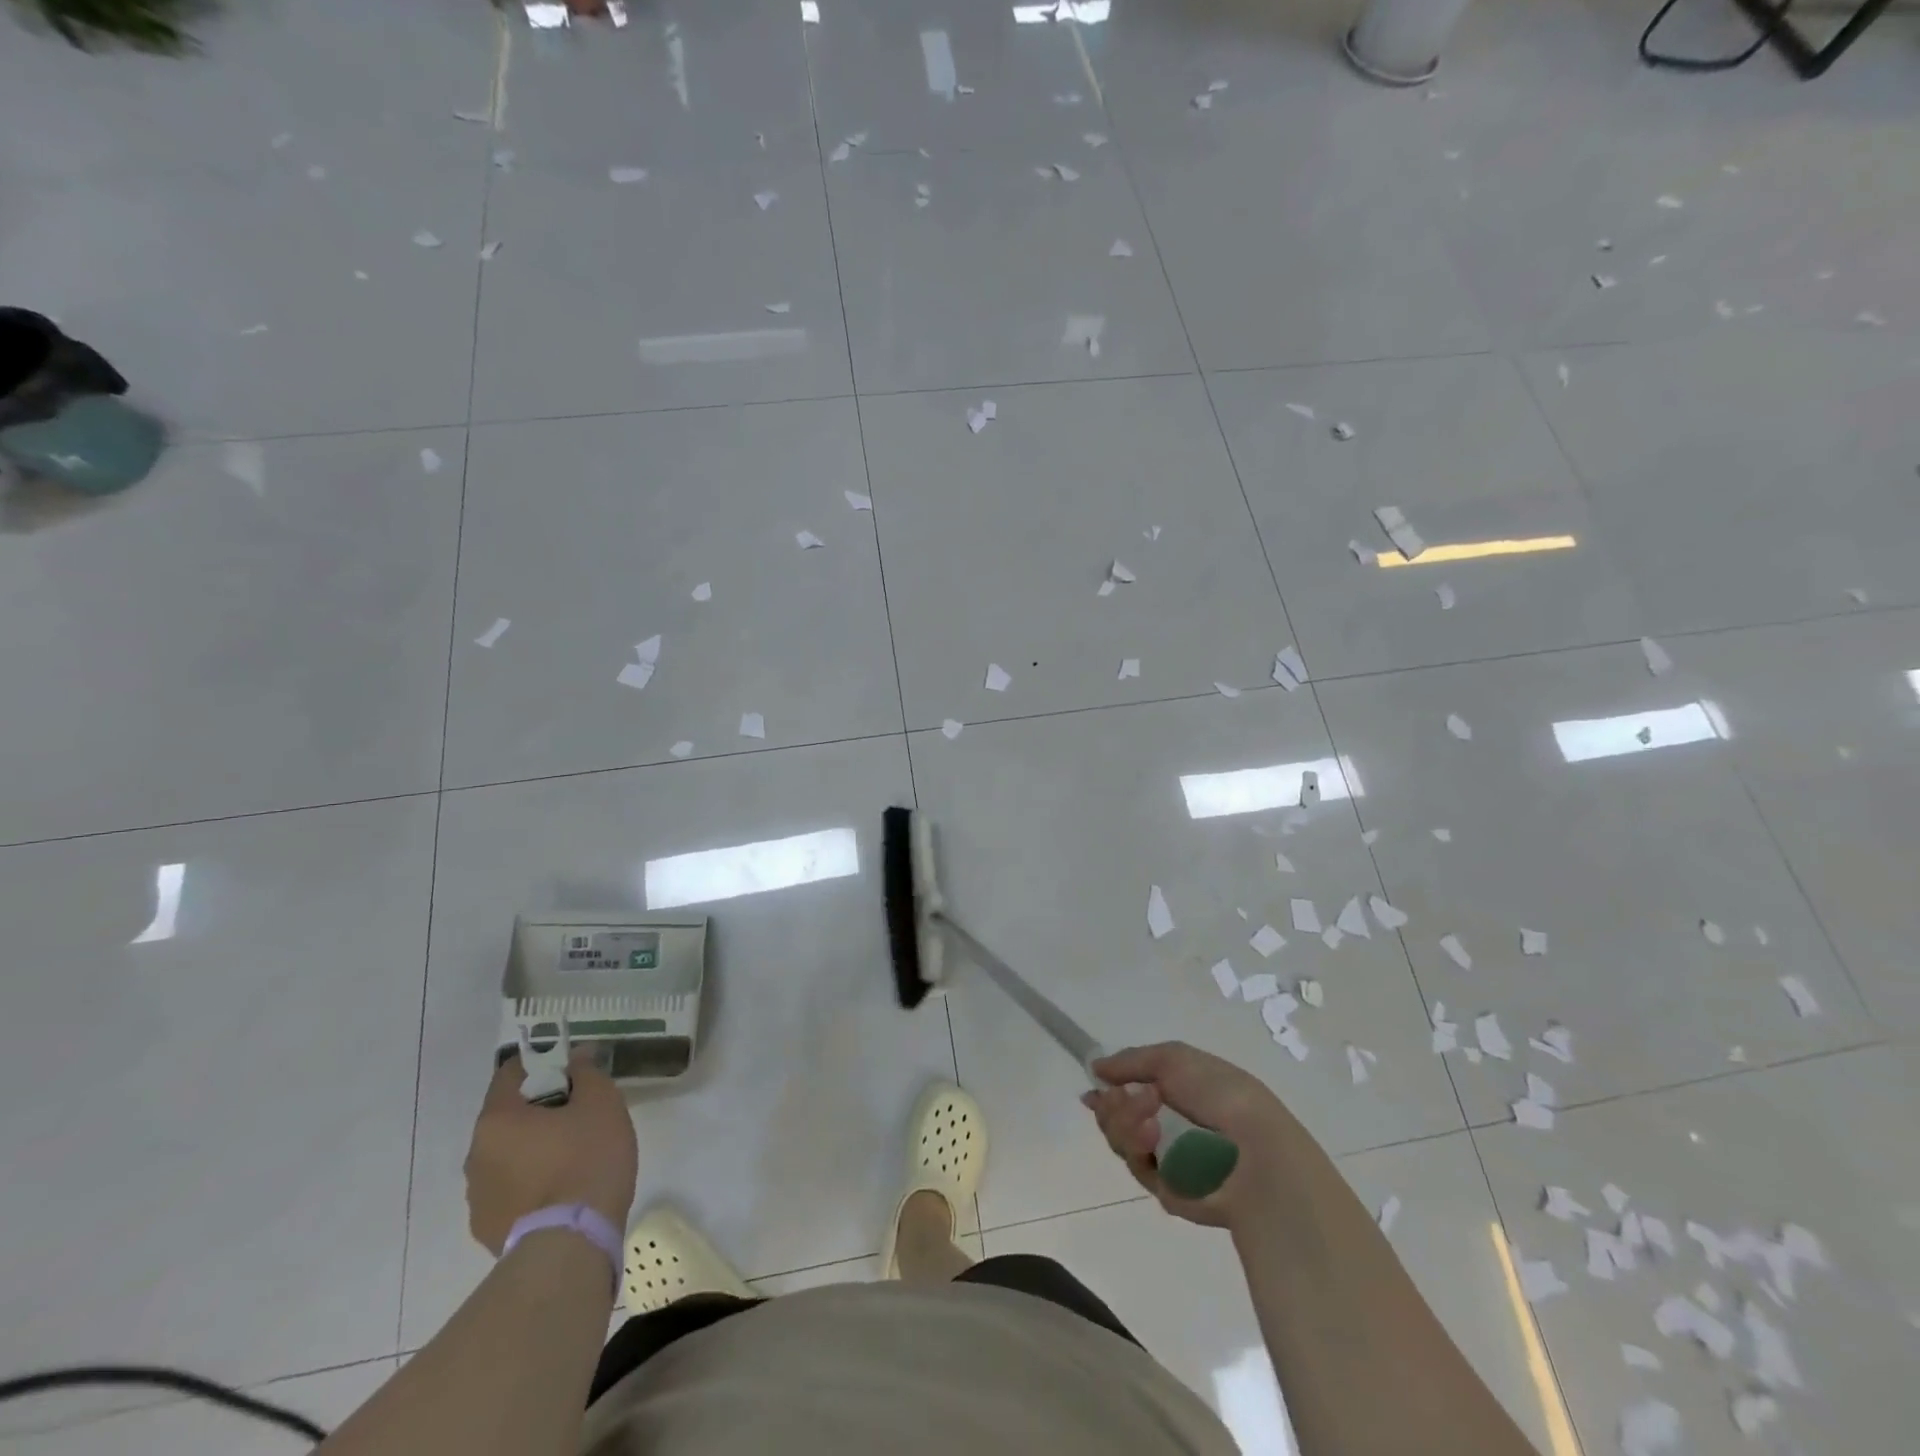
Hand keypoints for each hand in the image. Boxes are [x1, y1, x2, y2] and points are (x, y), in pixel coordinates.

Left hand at [464, 1053, 638, 1255]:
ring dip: (532, 1150)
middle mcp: (476, 1155)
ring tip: (572, 1158)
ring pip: (507, 1156)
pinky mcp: (486, 1230)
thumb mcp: (601, 1102)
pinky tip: (561, 1191)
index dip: (540, 1065)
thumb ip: (587, 1072)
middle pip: (508, 1117)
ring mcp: (477, 1197)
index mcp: (497, 1119)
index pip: (509, 1074)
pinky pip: (509, 1191)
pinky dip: (530, 1184)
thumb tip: (577, 1056)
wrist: (572, 1242)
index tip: (569, 1071)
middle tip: (578, 1115)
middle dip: (539, 1111)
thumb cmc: (587, 1158)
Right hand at [1082, 1042, 1299, 1229]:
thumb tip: (1096, 1067)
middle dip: (1114, 1105)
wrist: (1256, 1152)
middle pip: (1117, 1116)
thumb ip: (1130, 1060)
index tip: (1094, 1087)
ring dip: (1125, 1122)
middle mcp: (1169, 1124)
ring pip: (1121, 1140)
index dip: (1110, 1088)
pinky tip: (1153, 1137)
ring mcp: (1168, 1158)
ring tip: (1148, 1117)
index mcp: (1177, 1091)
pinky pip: (1137, 1166)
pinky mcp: (1168, 1189)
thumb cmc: (1220, 1094)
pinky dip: (1139, 1147)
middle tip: (1121, 1097)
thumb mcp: (1173, 1058)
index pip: (1131, 1090)